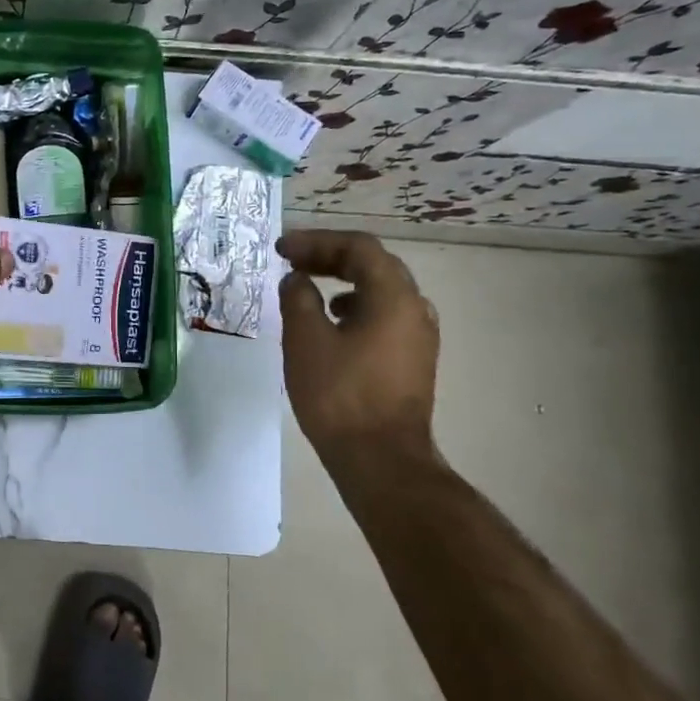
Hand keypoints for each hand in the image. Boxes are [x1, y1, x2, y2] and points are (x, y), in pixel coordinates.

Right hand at [278, 230, 440, 460]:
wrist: (380, 459)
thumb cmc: (339, 394)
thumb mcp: (305, 339)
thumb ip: (298, 298)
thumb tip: (297, 280)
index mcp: (393, 296)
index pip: (357, 247)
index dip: (316, 241)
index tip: (281, 249)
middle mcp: (415, 308)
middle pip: (373, 264)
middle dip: (330, 257)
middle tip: (292, 261)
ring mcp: (418, 336)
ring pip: (380, 290)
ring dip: (343, 280)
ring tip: (307, 288)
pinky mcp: (413, 360)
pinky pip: (384, 315)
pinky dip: (355, 306)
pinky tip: (332, 324)